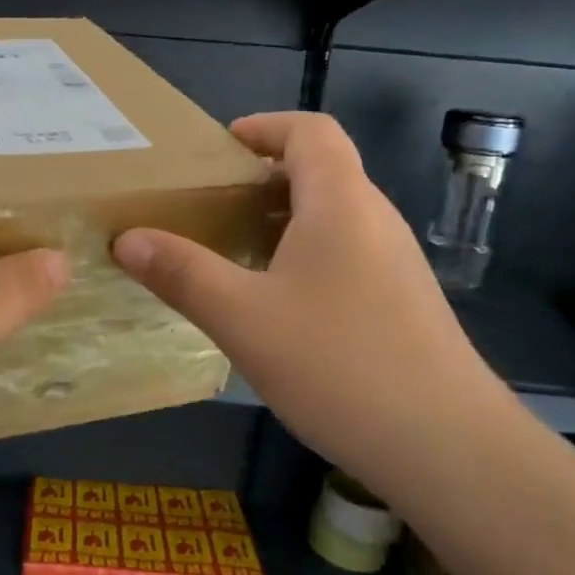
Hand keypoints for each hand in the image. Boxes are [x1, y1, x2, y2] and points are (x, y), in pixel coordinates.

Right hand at [112, 112, 515, 496]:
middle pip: (321, 170)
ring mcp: (394, 263)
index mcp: (340, 203)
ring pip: (332, 217)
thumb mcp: (242, 318)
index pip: (310, 131)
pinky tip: (274, 304)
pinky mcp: (401, 303)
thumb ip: (182, 273)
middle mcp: (374, 220)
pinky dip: (302, 255)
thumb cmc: (339, 364)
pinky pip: (345, 254)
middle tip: (208, 205)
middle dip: (262, 177)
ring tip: (231, 251)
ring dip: (281, 220)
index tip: (220, 149)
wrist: (447, 447)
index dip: (264, 127)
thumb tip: (127, 239)